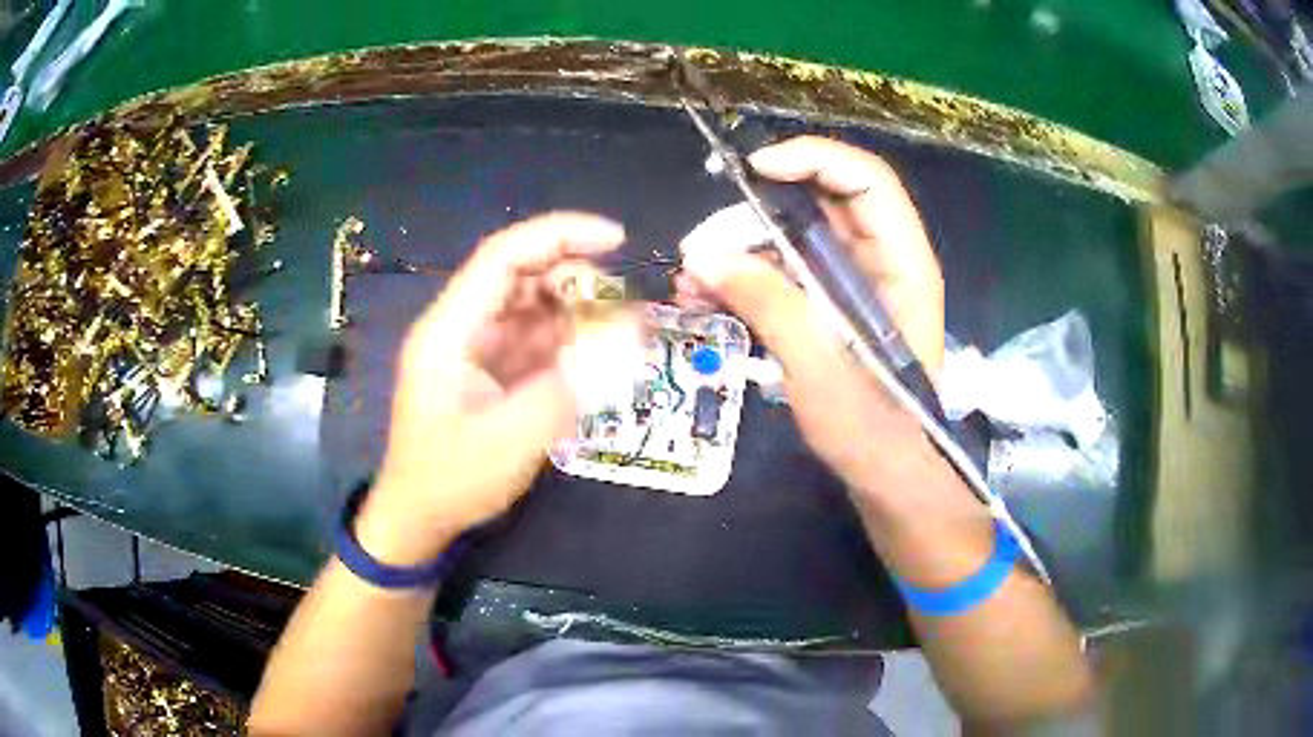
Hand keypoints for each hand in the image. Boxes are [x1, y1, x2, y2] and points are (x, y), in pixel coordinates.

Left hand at [358, 213, 626, 564]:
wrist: (418, 518)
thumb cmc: (452, 480)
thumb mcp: (512, 440)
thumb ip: (570, 385)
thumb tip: (629, 335)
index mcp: (449, 330)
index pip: (504, 256)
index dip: (559, 235)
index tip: (616, 238)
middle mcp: (461, 326)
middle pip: (521, 275)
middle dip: (575, 280)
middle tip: (623, 308)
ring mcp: (475, 347)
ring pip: (532, 305)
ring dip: (576, 312)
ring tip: (618, 336)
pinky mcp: (490, 369)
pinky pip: (534, 338)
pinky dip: (568, 341)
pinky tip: (596, 357)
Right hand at [677, 136, 946, 492]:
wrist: (885, 476)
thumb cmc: (871, 430)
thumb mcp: (820, 369)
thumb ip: (770, 305)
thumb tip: (704, 256)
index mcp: (902, 264)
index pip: (867, 181)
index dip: (813, 159)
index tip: (753, 170)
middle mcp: (881, 260)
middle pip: (820, 204)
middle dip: (756, 214)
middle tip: (703, 244)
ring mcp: (853, 282)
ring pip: (793, 236)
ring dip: (741, 248)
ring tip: (693, 279)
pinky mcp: (829, 304)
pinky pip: (783, 270)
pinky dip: (745, 276)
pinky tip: (706, 296)